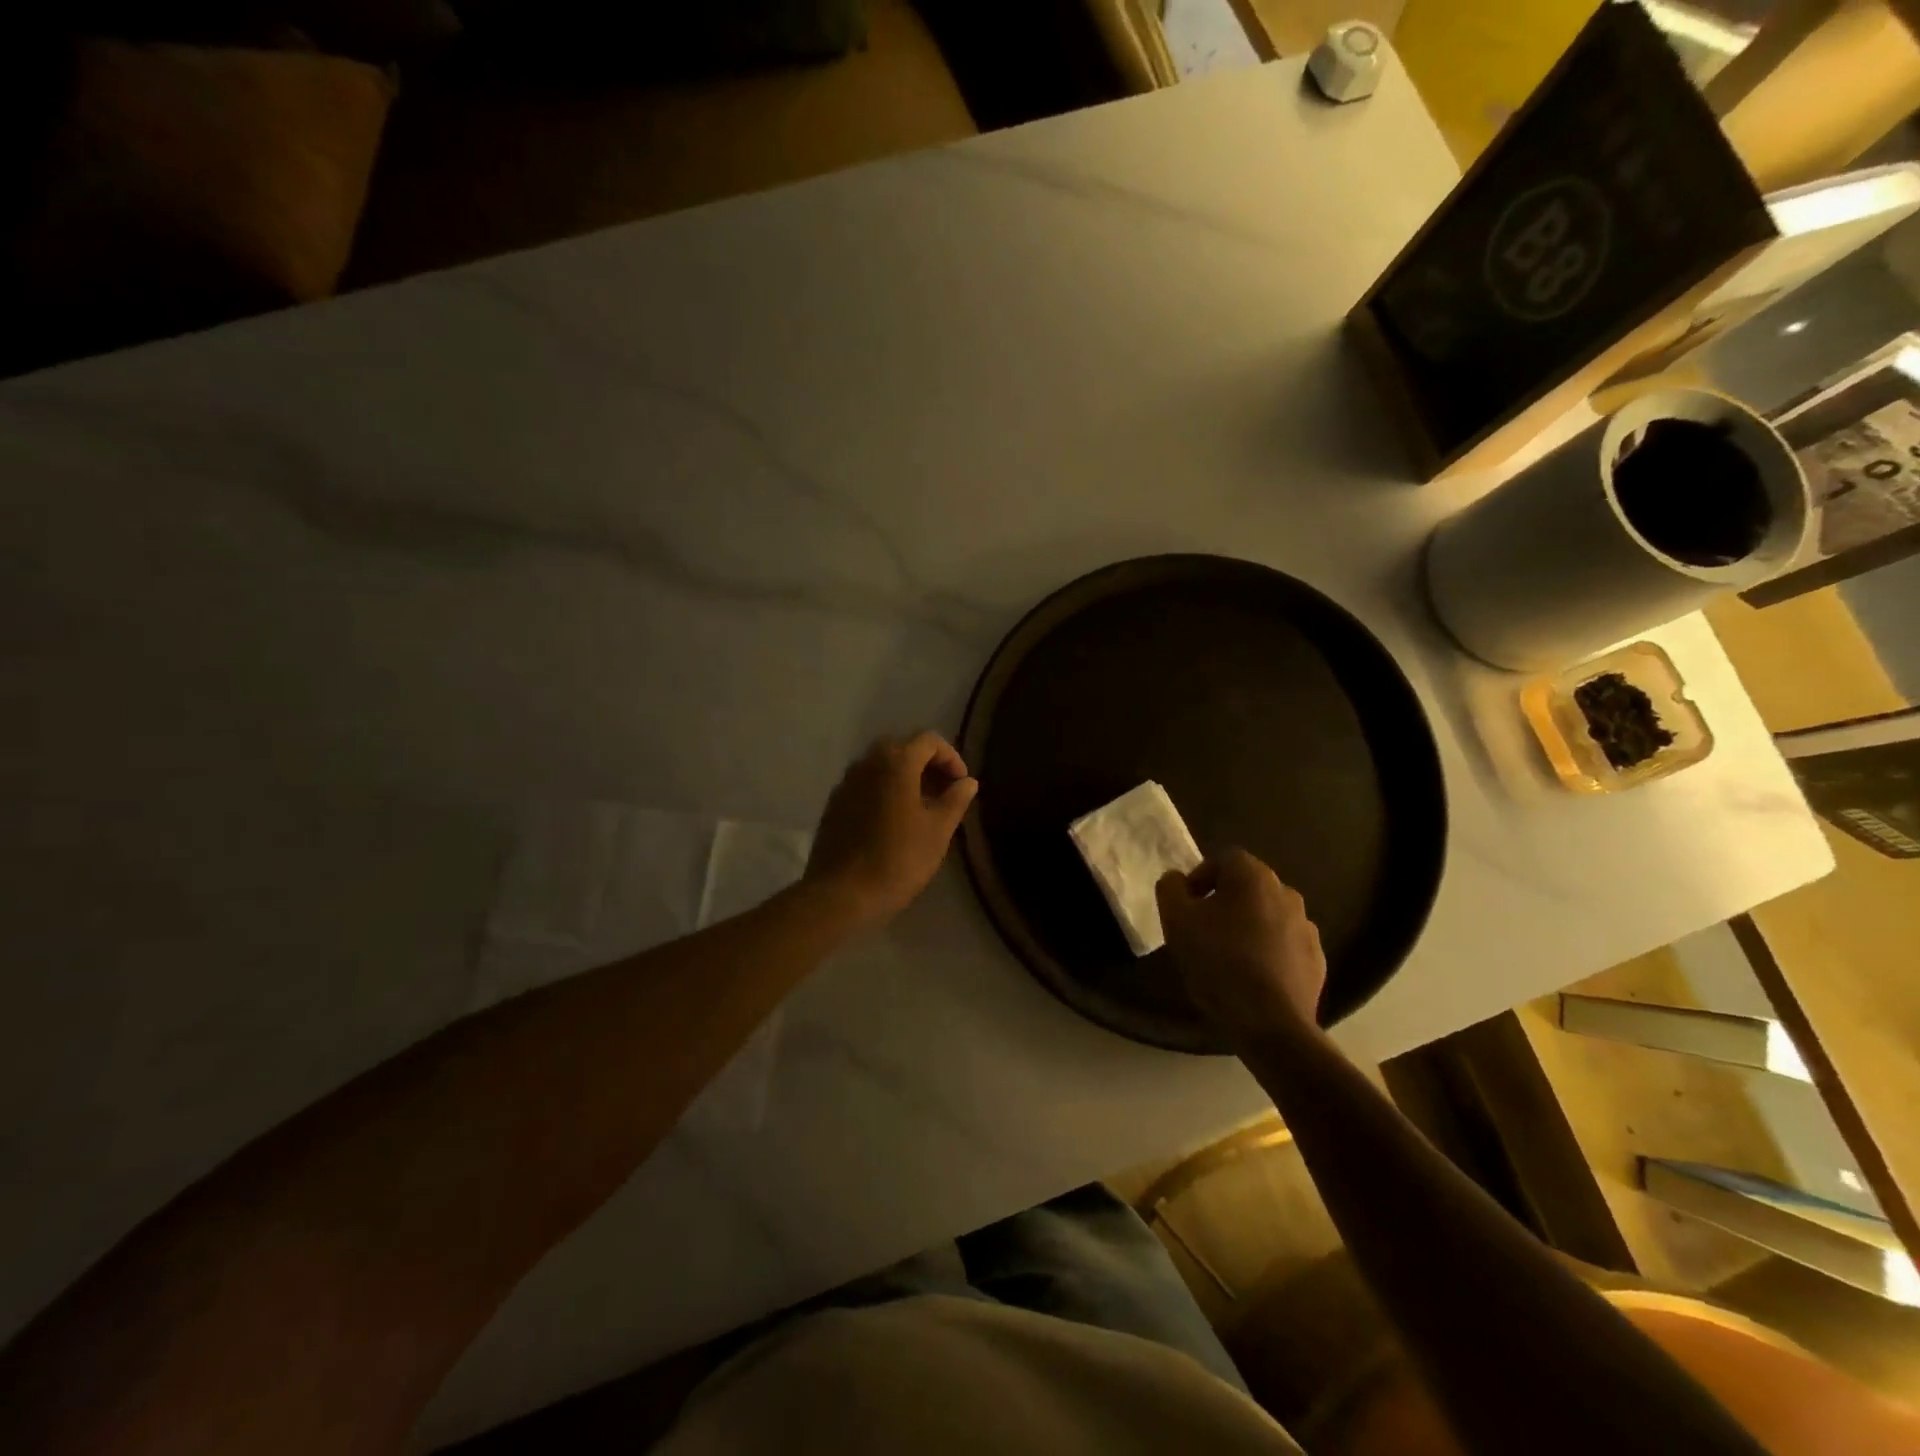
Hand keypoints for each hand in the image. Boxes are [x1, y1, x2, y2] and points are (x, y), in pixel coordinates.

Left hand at [804, 732, 978, 928]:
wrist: (842, 893)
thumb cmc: (898, 859)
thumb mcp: (938, 831)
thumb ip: (955, 800)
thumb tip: (968, 782)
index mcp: (896, 762)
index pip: (929, 741)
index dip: (951, 758)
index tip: (961, 785)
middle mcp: (867, 762)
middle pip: (903, 749)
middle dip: (927, 765)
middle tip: (943, 793)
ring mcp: (846, 782)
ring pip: (881, 766)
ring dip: (905, 777)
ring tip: (921, 808)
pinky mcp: (834, 803)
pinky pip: (865, 784)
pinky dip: (884, 790)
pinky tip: (893, 820)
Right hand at [1156, 848, 1325, 1046]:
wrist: (1270, 1024)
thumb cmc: (1218, 962)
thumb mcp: (1176, 921)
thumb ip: (1171, 888)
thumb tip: (1177, 879)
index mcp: (1253, 877)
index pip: (1224, 858)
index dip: (1201, 877)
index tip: (1187, 906)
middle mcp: (1286, 893)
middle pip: (1248, 886)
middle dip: (1224, 901)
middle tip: (1203, 929)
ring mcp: (1307, 928)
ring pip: (1268, 915)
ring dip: (1248, 926)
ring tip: (1228, 956)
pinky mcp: (1317, 960)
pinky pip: (1285, 944)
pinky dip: (1268, 951)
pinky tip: (1252, 977)